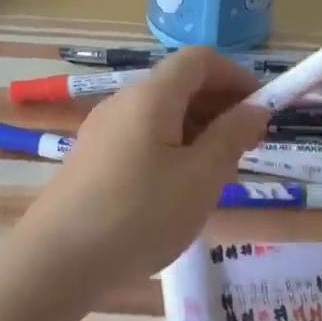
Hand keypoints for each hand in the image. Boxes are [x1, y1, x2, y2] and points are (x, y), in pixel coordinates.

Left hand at [18, 47, 271, 290]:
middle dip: (220, 107)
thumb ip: (232, 136)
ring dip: (197, 131)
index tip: (263, 109)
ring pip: (161, 115)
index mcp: (151, 96)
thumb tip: (255, 108)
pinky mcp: (92, 160)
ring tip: (218, 173)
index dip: (237, 76)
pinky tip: (178, 190)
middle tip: (248, 146)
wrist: (58, 260)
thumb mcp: (201, 177)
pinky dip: (171, 149)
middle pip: (179, 85)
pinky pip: (141, 139)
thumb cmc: (141, 215)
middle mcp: (123, 103)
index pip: (200, 60)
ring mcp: (102, 131)